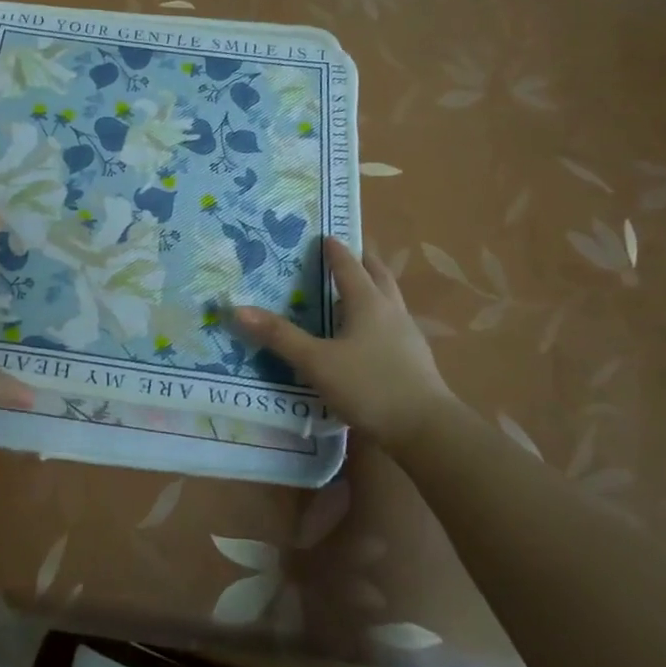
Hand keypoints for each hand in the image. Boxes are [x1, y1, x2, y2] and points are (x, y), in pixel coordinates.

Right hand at [234, 236, 457, 448]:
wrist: (427, 430)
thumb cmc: (369, 386)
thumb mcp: (316, 361)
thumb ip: (279, 336)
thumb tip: (238, 309)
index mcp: (368, 303)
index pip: (349, 266)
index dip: (335, 251)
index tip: (325, 235)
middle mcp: (391, 312)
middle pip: (379, 276)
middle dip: (363, 262)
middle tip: (348, 253)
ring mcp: (408, 336)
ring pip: (390, 301)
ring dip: (374, 289)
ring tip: (356, 291)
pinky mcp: (415, 361)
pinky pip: (394, 326)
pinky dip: (379, 318)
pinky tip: (369, 336)